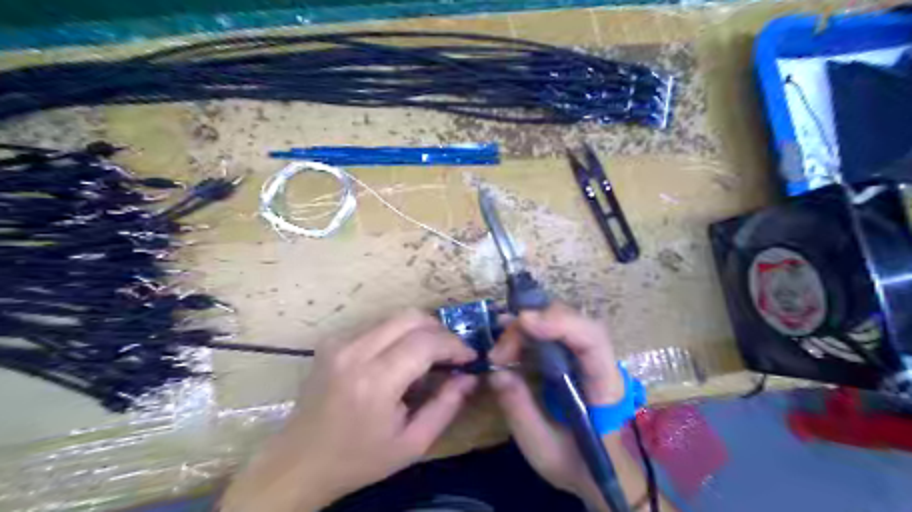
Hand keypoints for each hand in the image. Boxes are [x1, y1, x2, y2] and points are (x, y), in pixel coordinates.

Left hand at [220, 310, 476, 510]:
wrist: (298, 463)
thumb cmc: (358, 459)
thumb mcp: (412, 444)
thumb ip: (446, 406)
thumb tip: (470, 376)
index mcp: (375, 381)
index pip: (425, 342)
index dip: (454, 345)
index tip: (469, 358)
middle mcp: (354, 351)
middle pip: (411, 317)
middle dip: (440, 330)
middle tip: (451, 353)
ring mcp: (339, 342)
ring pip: (394, 317)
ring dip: (419, 331)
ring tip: (429, 357)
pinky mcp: (331, 341)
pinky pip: (376, 326)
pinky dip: (397, 336)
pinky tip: (399, 360)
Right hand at [487, 303, 623, 506]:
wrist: (600, 471)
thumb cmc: (577, 463)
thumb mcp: (543, 447)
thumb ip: (520, 409)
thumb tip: (496, 372)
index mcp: (605, 385)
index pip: (592, 339)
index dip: (560, 323)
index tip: (523, 322)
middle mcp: (601, 361)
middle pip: (572, 321)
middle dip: (531, 327)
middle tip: (498, 353)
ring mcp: (587, 355)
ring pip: (561, 321)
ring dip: (526, 328)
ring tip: (499, 348)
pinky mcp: (573, 356)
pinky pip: (553, 331)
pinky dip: (528, 331)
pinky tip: (508, 340)